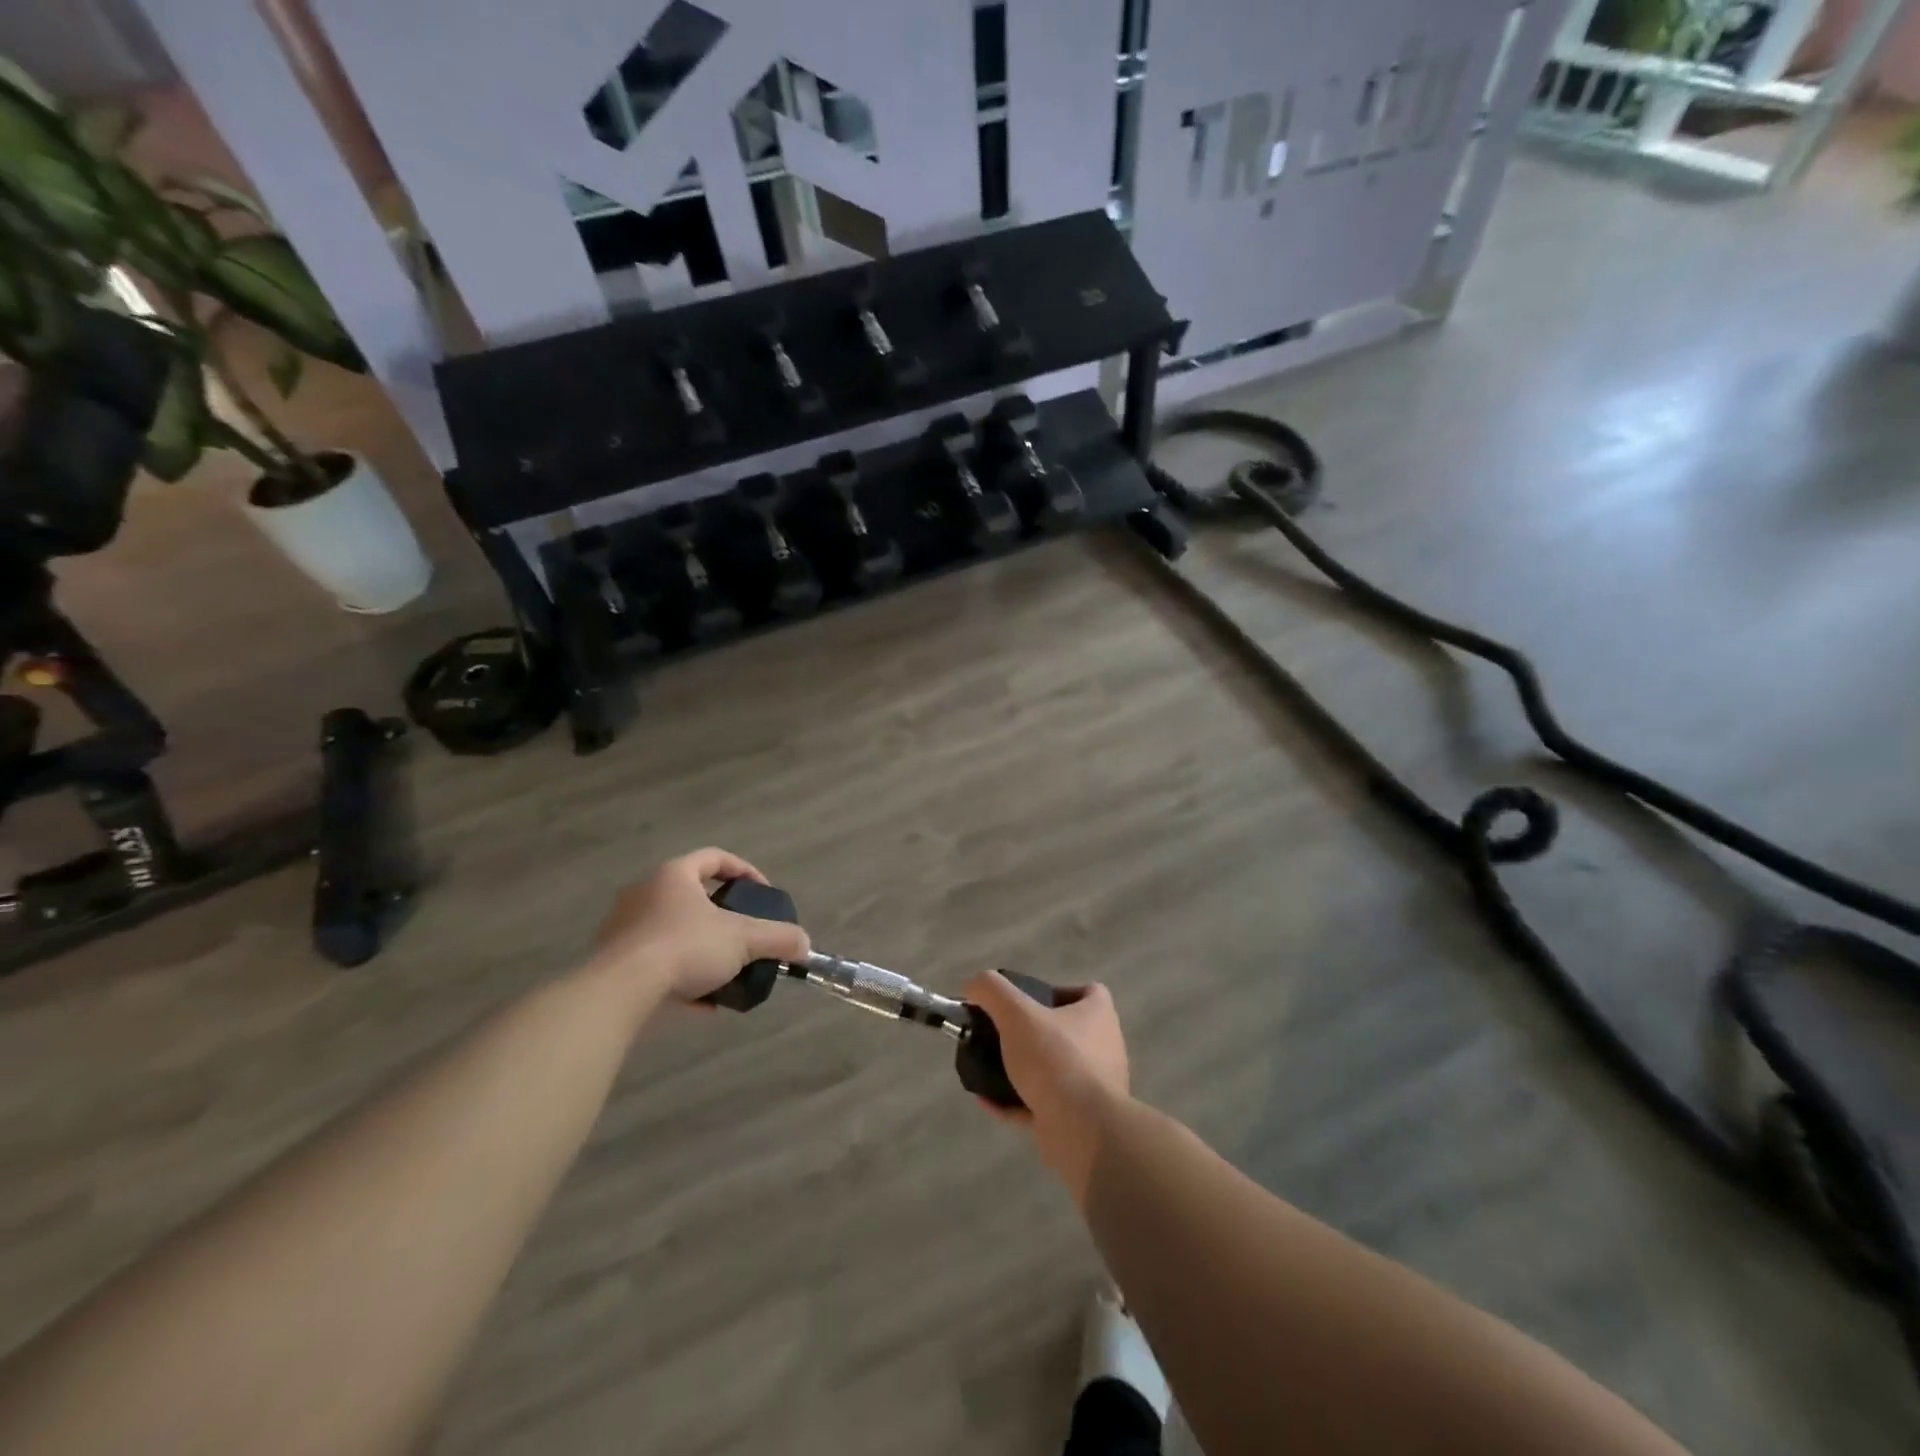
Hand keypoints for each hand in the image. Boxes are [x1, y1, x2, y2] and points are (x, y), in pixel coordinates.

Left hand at [591, 848, 810, 1003]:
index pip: (714, 858)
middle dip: (720, 915)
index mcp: (674, 875)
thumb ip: (778, 938)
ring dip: (699, 946)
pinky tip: (701, 1002)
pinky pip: (654, 962)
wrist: (620, 990)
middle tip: (742, 932)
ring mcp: (623, 927)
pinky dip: (680, 976)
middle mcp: (644, 893)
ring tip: (724, 970)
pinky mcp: (612, 960)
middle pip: (690, 894)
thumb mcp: (743, 940)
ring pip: (671, 930)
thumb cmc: (685, 947)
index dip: (743, 870)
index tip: (762, 892)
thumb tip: (806, 945)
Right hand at [961, 972, 1128, 1203]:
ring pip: (1055, 1072)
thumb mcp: (1017, 1014)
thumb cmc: (1056, 1060)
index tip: (1031, 1001)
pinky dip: (1015, 1103)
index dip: (1061, 991)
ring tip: (992, 1066)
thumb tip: (972, 984)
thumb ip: (992, 992)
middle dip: (1036, 1034)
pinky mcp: (1079, 1122)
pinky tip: (987, 1100)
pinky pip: (1042, 1106)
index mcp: (1099, 1017)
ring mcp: (1094, 1089)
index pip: (1090, 993)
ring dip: (1025, 1071)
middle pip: (1069, 1033)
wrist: (1082, 1131)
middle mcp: (1103, 1049)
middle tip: (1004, 1034)